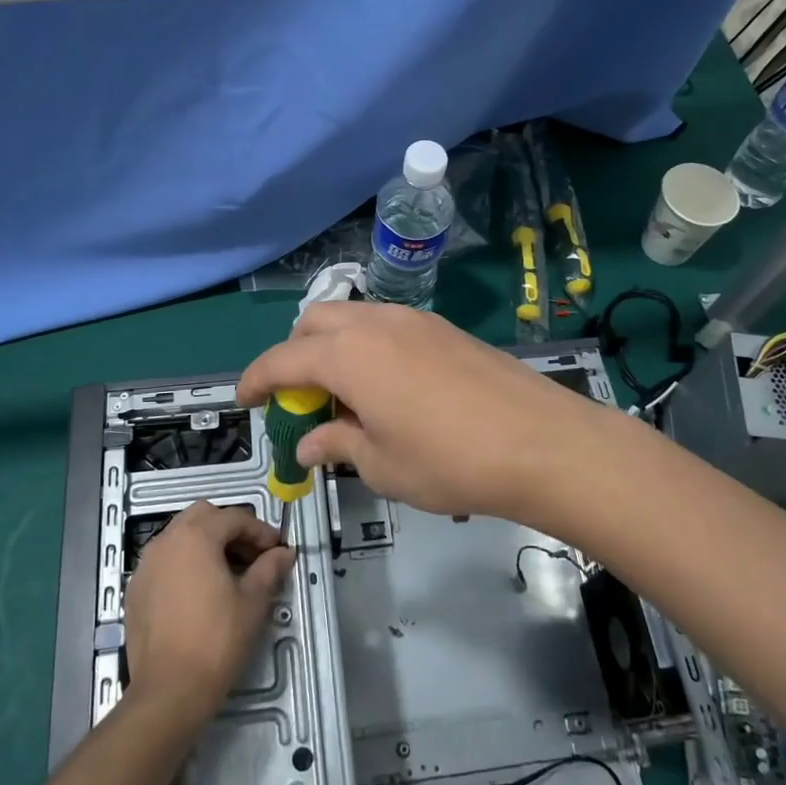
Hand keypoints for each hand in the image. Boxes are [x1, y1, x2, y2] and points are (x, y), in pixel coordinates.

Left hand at [124, 501, 295, 720]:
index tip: (276, 551)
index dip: (260, 531)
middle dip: (230, 529)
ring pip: (180, 536)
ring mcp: (146, 565)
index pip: (234, 518)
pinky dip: (185, 563)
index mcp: (196, 536)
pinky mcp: (136, 589)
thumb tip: (284, 553)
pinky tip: (200, 591)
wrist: (169, 690)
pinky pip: (164, 560)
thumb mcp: (253, 601)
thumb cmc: (217, 640)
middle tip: (251, 556)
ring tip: (228, 572)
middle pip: (203, 516)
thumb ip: (269, 568)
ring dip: (206, 543)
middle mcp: (166, 541)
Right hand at [236, 301, 617, 522]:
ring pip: (353, 319)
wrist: (541, 443)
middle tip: (300, 400)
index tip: (244, 400)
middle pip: (314, 323)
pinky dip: (368, 348)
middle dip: (294, 355)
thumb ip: (338, 445)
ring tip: (346, 397)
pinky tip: (388, 389)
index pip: (282, 360)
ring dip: (333, 349)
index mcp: (347, 355)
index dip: (256, 380)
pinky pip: (387, 327)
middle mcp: (376, 324)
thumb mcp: (382, 465)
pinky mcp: (445, 329)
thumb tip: (311, 444)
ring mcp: (415, 321)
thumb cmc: (450, 461)